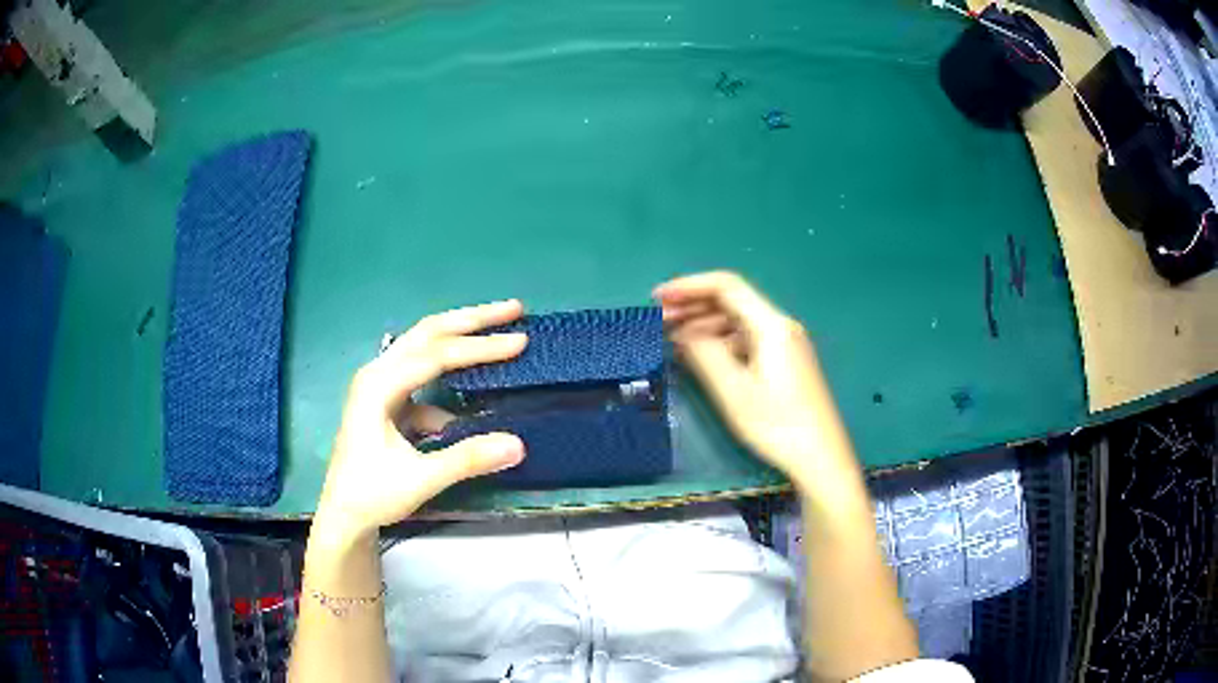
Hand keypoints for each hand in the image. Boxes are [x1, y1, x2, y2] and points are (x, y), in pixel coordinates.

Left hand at [313, 300, 528, 540]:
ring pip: (425, 348)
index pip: (436, 355)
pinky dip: (451, 376)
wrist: (344, 515)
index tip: (520, 342)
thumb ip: (467, 459)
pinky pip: (424, 376)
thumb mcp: (421, 479)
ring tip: (498, 329)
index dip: (479, 348)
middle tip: (513, 309)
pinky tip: (471, 395)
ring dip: (461, 338)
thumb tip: (520, 443)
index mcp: (378, 385)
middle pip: (428, 333)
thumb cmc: (373, 494)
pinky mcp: (388, 400)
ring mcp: (381, 384)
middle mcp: (378, 373)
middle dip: (472, 320)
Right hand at [654, 272, 856, 487]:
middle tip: (657, 322)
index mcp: (771, 325)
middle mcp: (779, 326)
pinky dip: (719, 342)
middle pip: (731, 302)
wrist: (820, 457)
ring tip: (672, 340)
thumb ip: (704, 355)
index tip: (657, 298)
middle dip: (692, 306)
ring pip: (737, 322)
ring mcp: (784, 344)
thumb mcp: (734, 391)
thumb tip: (681, 333)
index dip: (688, 286)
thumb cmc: (778, 425)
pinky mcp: (783, 362)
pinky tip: (700, 357)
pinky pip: (745, 340)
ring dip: (703, 325)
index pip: (726, 286)